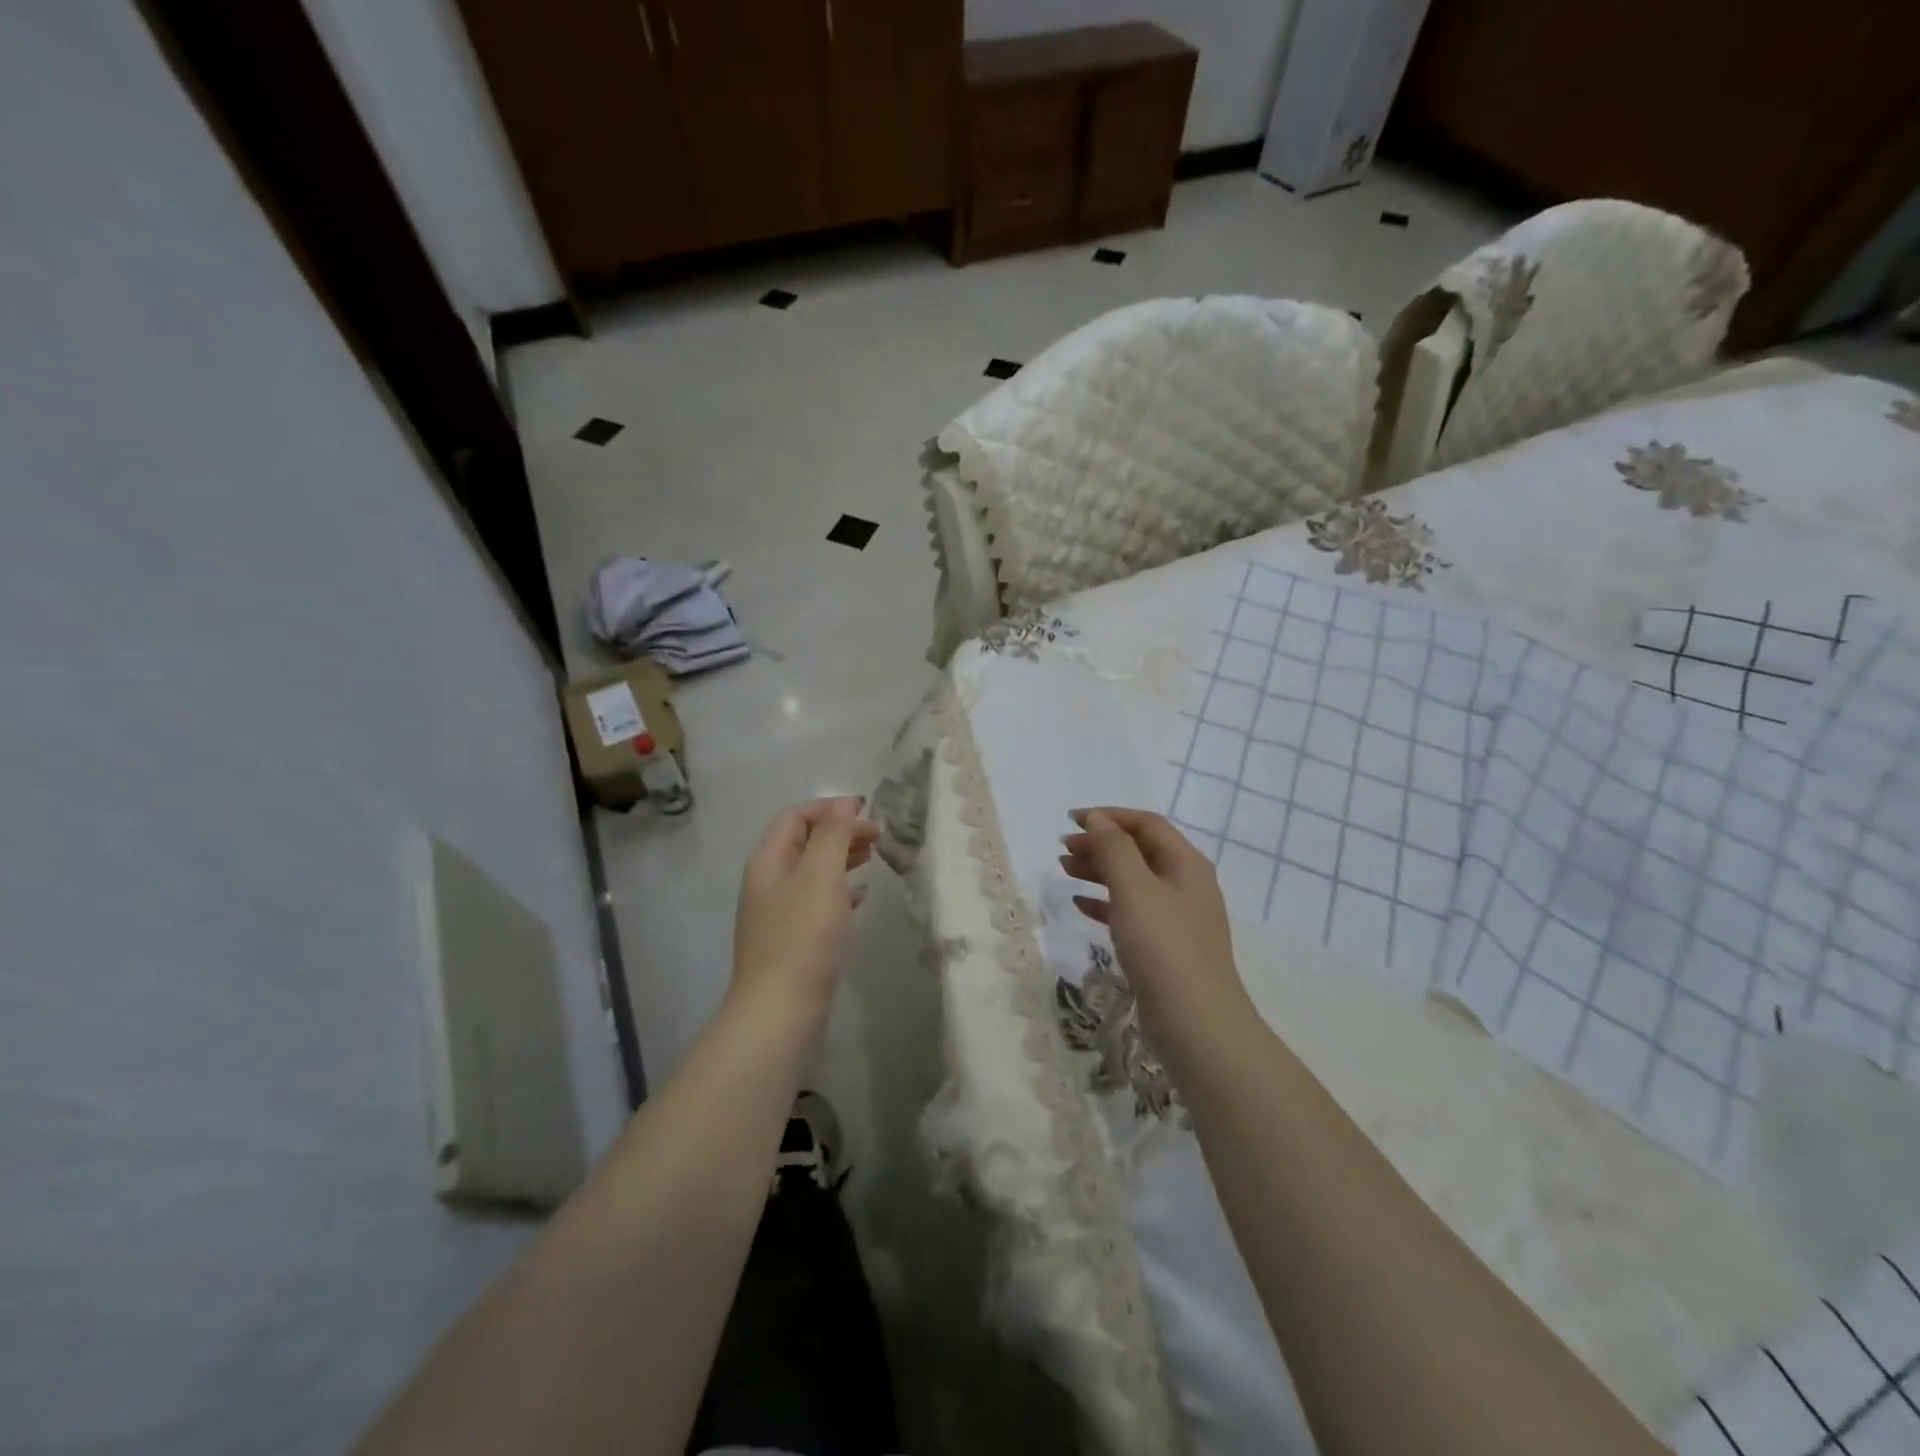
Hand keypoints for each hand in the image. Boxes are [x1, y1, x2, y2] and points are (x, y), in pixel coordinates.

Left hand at [730, 797, 878, 1023]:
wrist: (780, 1011)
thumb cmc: (803, 936)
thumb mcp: (821, 876)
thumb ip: (834, 835)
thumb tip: (846, 804)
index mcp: (769, 861)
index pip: (796, 817)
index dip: (830, 808)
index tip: (867, 813)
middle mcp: (769, 882)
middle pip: (804, 842)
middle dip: (840, 832)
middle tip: (878, 837)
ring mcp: (778, 913)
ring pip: (812, 871)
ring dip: (842, 859)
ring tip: (873, 859)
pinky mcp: (792, 940)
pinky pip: (817, 901)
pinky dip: (840, 890)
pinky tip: (862, 897)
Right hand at [1060, 808, 1248, 1040]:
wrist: (1195, 1024)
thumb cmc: (1164, 947)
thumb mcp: (1135, 889)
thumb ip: (1114, 849)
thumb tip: (1098, 819)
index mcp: (1186, 864)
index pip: (1147, 824)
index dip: (1109, 816)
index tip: (1072, 820)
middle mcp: (1185, 885)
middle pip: (1139, 851)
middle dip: (1101, 844)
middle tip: (1063, 848)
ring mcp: (1176, 918)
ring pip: (1132, 881)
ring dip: (1099, 870)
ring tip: (1064, 869)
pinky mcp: (1164, 947)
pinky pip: (1130, 912)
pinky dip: (1104, 903)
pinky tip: (1080, 905)